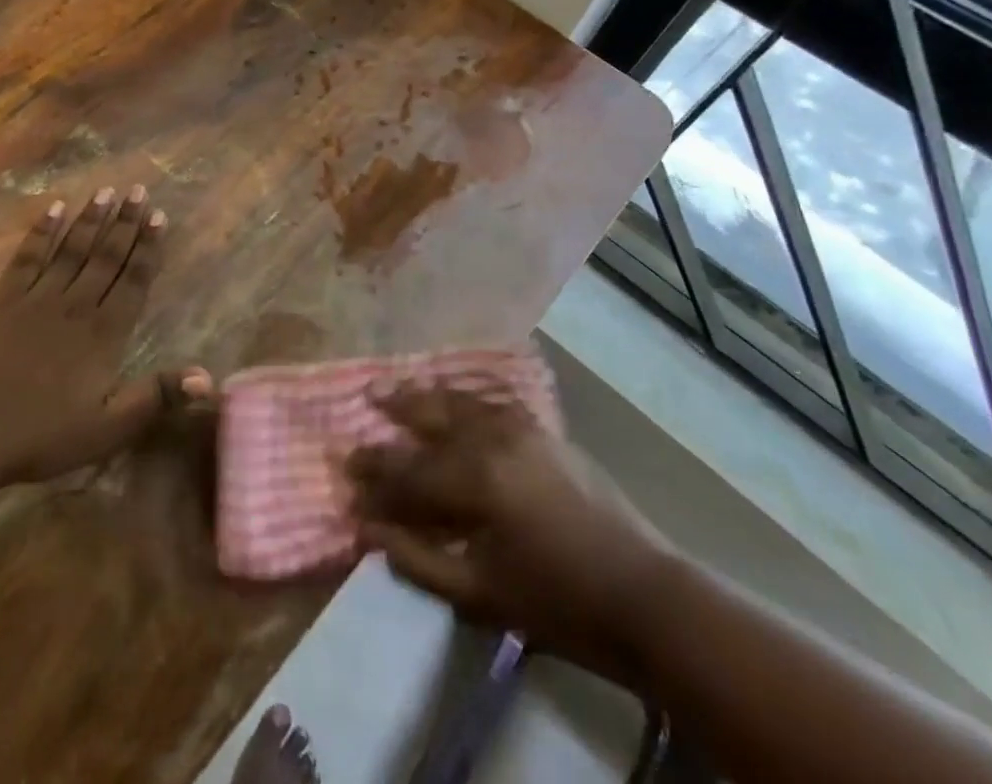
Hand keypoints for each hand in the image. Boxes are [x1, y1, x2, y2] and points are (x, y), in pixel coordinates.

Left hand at [0, 185, 210, 485]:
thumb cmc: (39, 434)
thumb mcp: (107, 428)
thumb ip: (155, 398)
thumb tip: (208, 377)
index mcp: (103, 334)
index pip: (133, 282)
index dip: (148, 249)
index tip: (159, 216)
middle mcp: (75, 305)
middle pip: (105, 257)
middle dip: (125, 223)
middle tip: (138, 190)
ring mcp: (36, 298)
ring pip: (71, 250)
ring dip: (90, 220)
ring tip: (107, 191)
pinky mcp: (2, 298)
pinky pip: (28, 257)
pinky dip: (42, 232)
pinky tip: (53, 209)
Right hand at [347, 383, 676, 685]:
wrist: (645, 597)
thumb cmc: (559, 604)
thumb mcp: (480, 594)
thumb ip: (418, 559)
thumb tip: (369, 530)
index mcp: (474, 480)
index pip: (408, 471)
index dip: (375, 476)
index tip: (347, 474)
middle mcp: (492, 439)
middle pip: (430, 417)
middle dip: (393, 409)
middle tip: (363, 399)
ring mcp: (521, 427)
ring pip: (459, 400)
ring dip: (425, 394)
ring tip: (396, 386)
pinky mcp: (544, 430)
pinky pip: (491, 401)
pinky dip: (463, 397)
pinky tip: (452, 397)